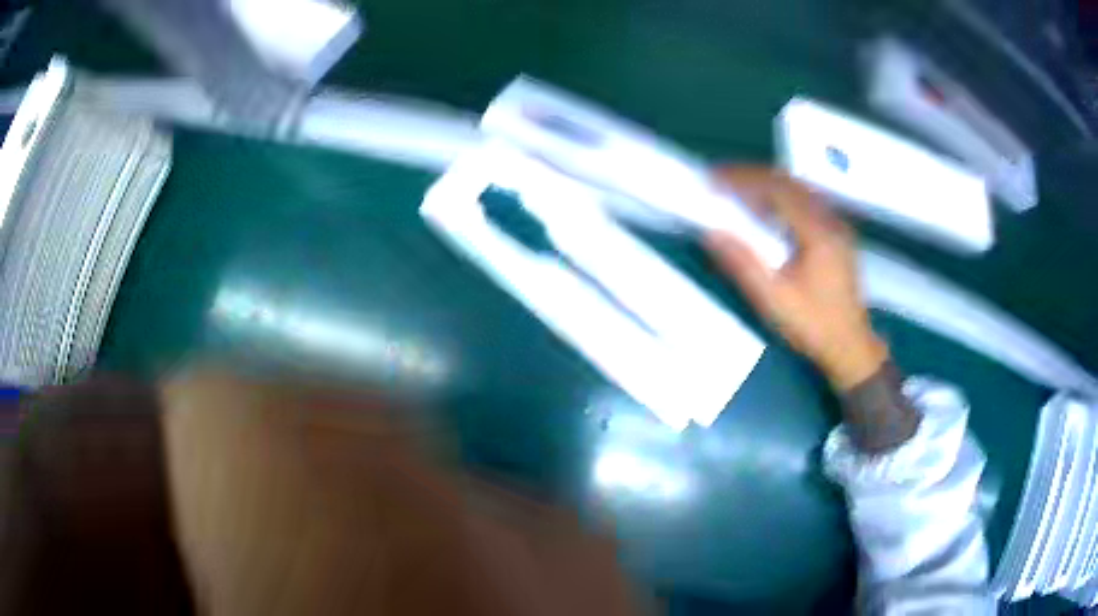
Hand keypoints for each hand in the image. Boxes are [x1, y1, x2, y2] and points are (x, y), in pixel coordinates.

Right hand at [704, 167, 887, 390]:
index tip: (714, 178)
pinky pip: (808, 202)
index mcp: (817, 232)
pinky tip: (769, 208)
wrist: (851, 348)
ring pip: (800, 189)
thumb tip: (711, 231)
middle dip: (753, 176)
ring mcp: (837, 226)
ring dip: (768, 183)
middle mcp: (830, 220)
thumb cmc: (813, 326)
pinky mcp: (838, 236)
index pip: (776, 189)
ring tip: (739, 189)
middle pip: (789, 182)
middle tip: (722, 179)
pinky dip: (783, 196)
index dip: (743, 179)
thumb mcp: (774, 300)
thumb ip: (743, 264)